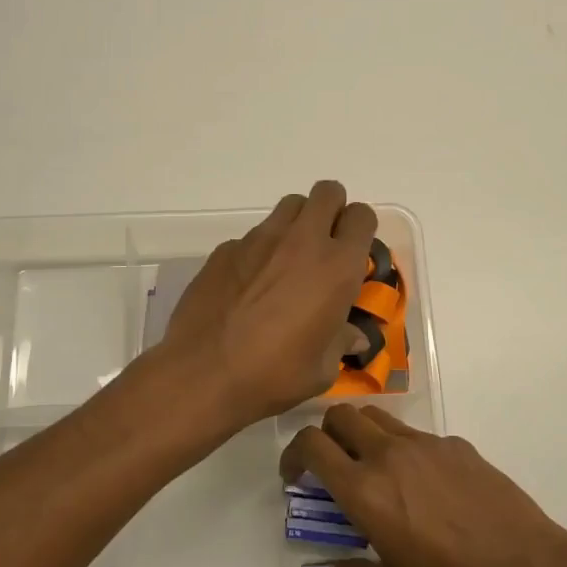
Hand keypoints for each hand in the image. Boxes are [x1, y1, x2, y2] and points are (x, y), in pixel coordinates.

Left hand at [162, 182, 377, 426]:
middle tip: (325, 245)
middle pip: (328, 192)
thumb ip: (341, 342)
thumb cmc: (275, 373)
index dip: (360, 229)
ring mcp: (260, 239)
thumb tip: (355, 336)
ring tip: (288, 260)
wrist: (204, 371)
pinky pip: (254, 235)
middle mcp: (302, 241)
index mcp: (337, 267)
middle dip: (332, 211)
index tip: (354, 252)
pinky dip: (260, 250)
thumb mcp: (322, 369)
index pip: (362, 216)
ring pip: (290, 206)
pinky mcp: (227, 248)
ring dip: (298, 223)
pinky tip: (249, 284)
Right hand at [280, 405, 566, 566]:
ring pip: (377, 417)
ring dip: (362, 434)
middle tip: (332, 466)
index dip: (293, 454)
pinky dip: (404, 449)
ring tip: (374, 469)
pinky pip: (416, 434)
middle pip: (340, 416)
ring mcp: (424, 444)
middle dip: (326, 434)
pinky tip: (424, 486)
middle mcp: (388, 454)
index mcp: (364, 489)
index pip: (311, 446)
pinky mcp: (455, 444)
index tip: (294, 476)